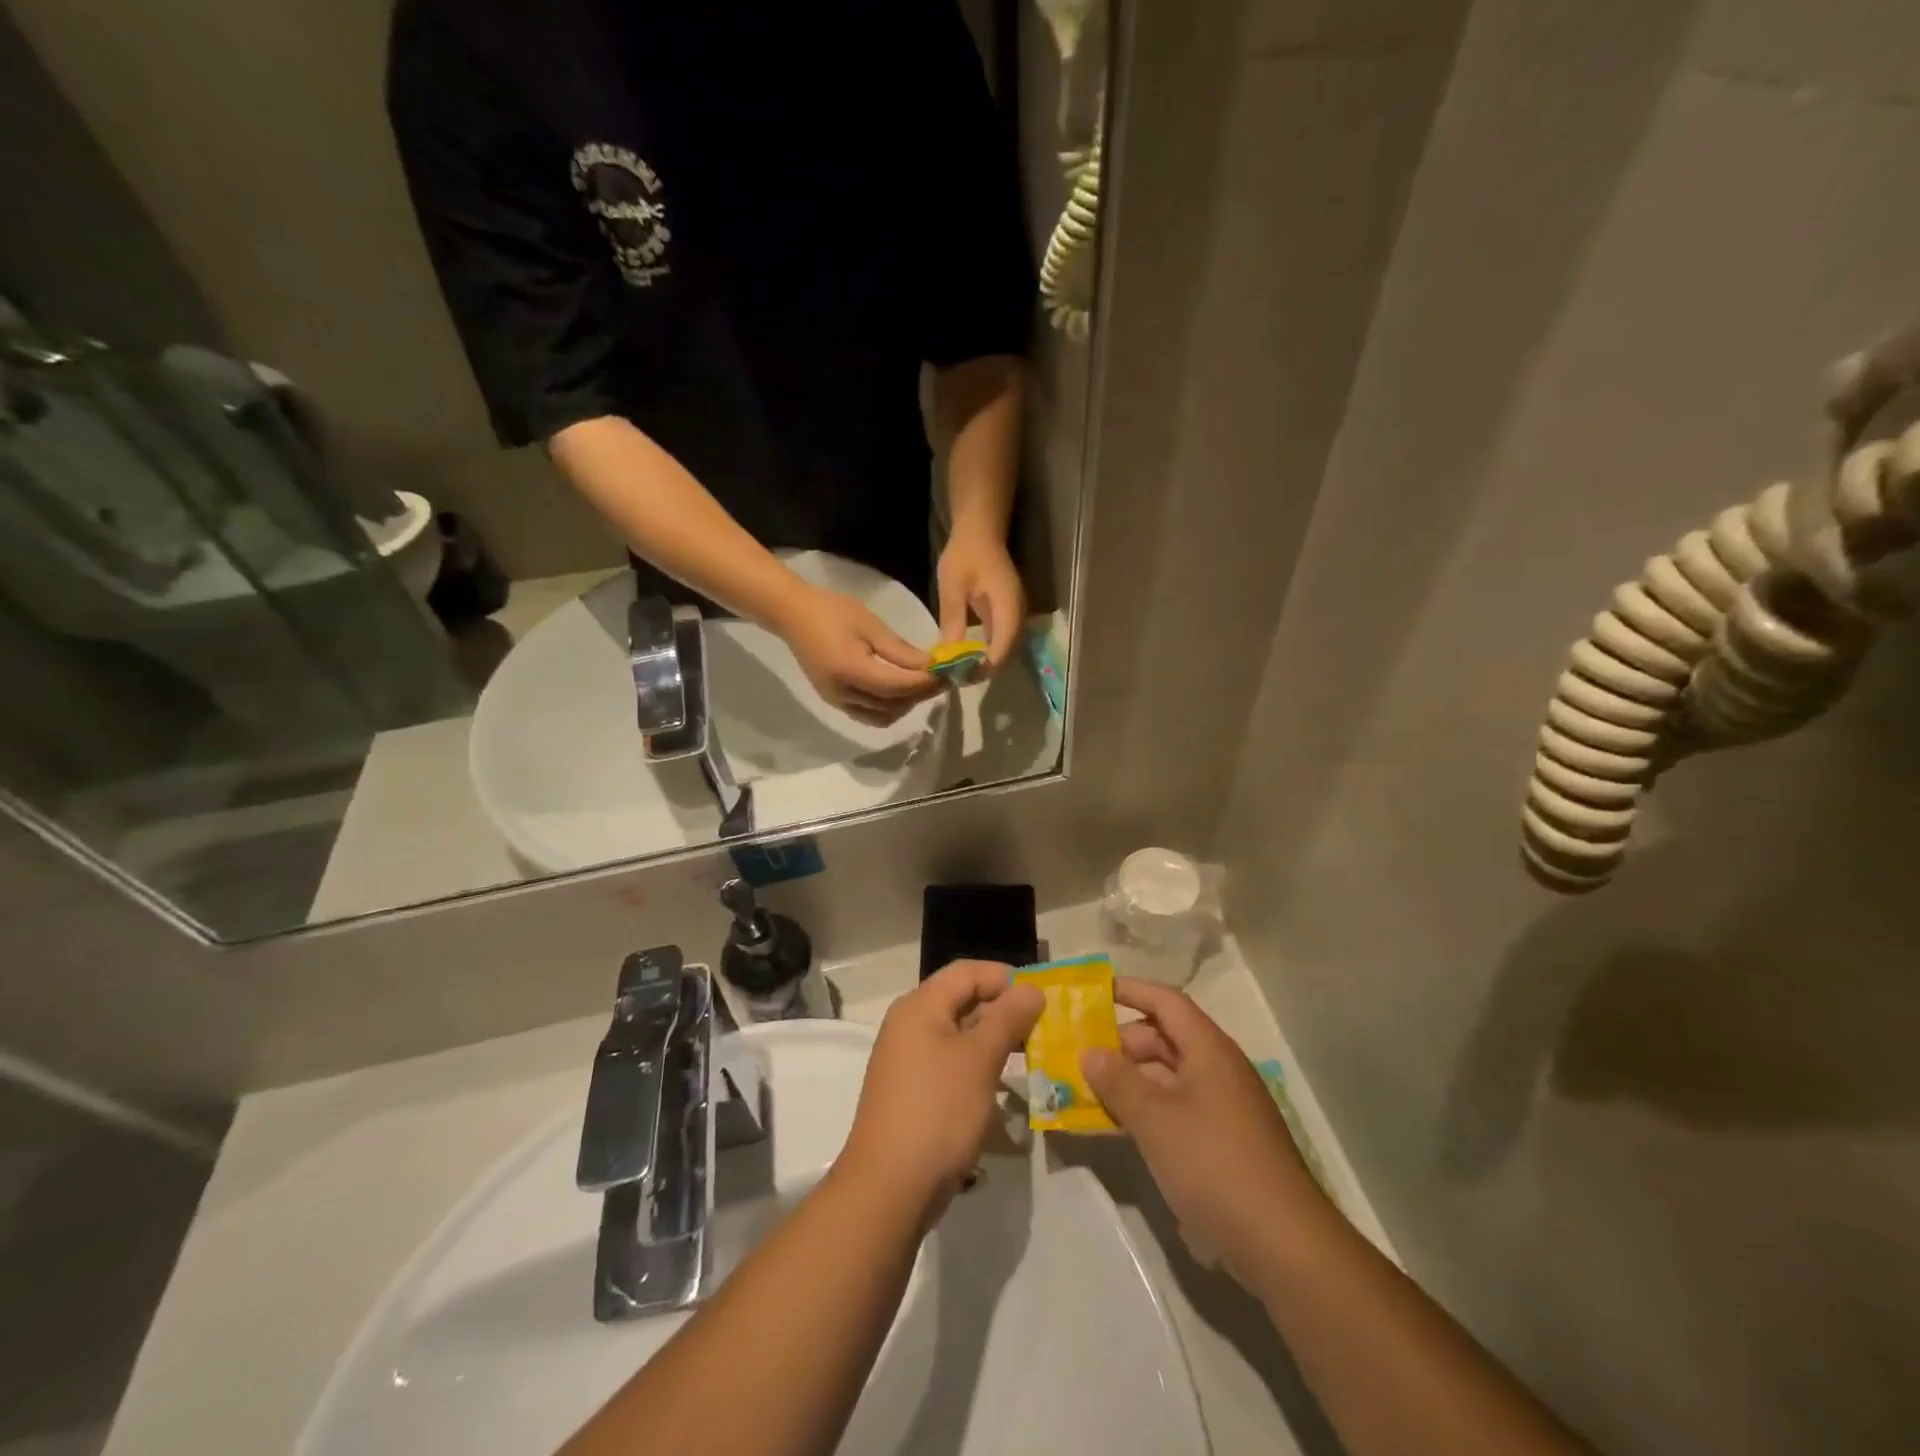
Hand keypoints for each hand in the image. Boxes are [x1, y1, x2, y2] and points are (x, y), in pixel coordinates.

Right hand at [775, 582, 937, 725]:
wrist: (792, 614)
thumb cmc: (832, 610)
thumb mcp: (871, 625)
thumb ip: (901, 651)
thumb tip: (930, 666)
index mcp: (851, 671)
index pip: (897, 687)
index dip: (924, 683)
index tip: (946, 673)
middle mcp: (843, 694)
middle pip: (892, 705)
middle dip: (919, 695)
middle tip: (941, 679)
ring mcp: (836, 701)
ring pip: (882, 716)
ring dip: (905, 705)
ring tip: (922, 685)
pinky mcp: (834, 701)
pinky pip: (868, 715)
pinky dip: (889, 708)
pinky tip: (900, 691)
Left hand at [838, 961, 1043, 1222]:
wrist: (890, 1187)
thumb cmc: (938, 1110)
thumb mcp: (980, 1059)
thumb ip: (1008, 1018)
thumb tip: (1031, 988)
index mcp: (920, 1006)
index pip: (967, 972)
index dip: (1005, 977)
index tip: (1042, 998)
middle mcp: (909, 1024)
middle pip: (961, 999)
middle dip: (1003, 1009)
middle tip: (1042, 1028)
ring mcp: (908, 1059)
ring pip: (958, 1033)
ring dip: (993, 1040)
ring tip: (1029, 1055)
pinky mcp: (913, 1091)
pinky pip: (950, 1062)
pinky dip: (977, 1066)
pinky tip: (1001, 1086)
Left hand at [936, 527, 1025, 673]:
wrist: (980, 531)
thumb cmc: (965, 555)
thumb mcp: (952, 588)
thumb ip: (953, 622)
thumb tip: (948, 656)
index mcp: (1008, 605)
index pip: (1003, 646)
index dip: (986, 666)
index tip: (963, 676)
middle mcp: (1018, 613)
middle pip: (1008, 652)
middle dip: (986, 669)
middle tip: (959, 678)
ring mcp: (1016, 614)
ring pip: (1007, 648)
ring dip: (987, 662)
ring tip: (962, 671)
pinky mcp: (1009, 614)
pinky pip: (1003, 639)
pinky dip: (988, 651)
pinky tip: (968, 656)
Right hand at [1082, 978, 1322, 1273]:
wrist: (1285, 1245)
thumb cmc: (1215, 1165)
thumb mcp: (1155, 1120)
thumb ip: (1118, 1081)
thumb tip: (1089, 1051)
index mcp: (1208, 1049)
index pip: (1165, 1001)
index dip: (1130, 990)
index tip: (1091, 992)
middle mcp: (1218, 1068)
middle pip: (1164, 1037)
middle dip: (1121, 1043)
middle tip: (1079, 1055)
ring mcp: (1224, 1105)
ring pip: (1168, 1075)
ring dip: (1130, 1079)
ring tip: (1088, 1091)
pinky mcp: (1224, 1139)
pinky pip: (1177, 1106)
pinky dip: (1147, 1107)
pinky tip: (1119, 1125)